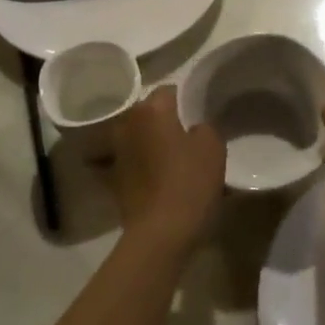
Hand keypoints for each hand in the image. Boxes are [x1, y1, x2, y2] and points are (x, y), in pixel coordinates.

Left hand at [111, 87, 224, 254]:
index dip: (186, 100)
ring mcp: (115, 152)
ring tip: (171, 155)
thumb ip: (203, 126)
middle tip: (188, 134)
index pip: (169, 90)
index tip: (199, 114)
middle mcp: (127, 124)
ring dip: (150, 141)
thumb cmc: (189, 183)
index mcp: (151, 110)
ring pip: (137, 136)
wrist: (160, 233)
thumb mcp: (213, 146)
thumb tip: (192, 128)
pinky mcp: (111, 178)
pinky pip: (128, 161)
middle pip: (149, 112)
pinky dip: (137, 163)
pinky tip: (152, 174)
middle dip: (165, 119)